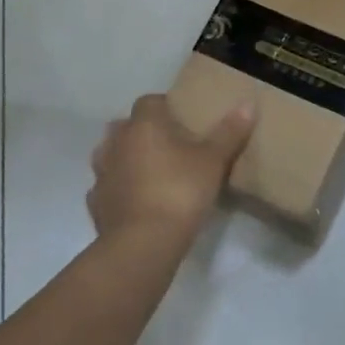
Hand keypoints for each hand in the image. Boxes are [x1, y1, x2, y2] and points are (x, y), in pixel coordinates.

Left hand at [87, 95, 255, 246]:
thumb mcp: (214, 161)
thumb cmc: (180, 191)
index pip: (149, 101)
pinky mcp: (95, 203)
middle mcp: (116, 142)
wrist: (142, 244)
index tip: (184, 120)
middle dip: (143, 131)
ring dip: (127, 158)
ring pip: (111, 154)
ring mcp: (102, 173)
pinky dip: (119, 188)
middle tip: (169, 145)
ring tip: (151, 172)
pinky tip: (137, 200)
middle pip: (126, 126)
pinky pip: (107, 186)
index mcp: (143, 125)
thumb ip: (229, 132)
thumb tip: (248, 105)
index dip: (165, 107)